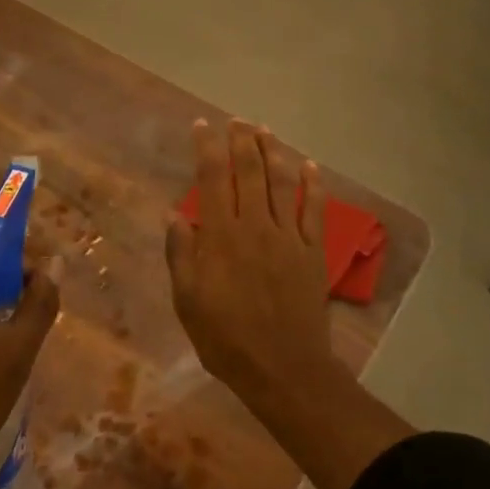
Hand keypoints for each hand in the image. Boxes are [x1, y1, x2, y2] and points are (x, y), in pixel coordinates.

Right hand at [165, 119, 333, 402]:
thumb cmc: (226, 338)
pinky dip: (313, 184)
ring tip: (266, 130)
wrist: (283, 367)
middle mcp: (256, 226)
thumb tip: (174, 215)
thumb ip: (181, 254)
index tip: (202, 126)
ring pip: (282, 182)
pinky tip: (310, 165)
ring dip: (274, 152)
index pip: (212, 178)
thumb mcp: (188, 301)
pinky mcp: (313, 251)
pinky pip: (315, 209)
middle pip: (250, 171)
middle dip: (242, 140)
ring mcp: (289, 236)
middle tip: (237, 120)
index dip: (207, 147)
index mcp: (222, 236)